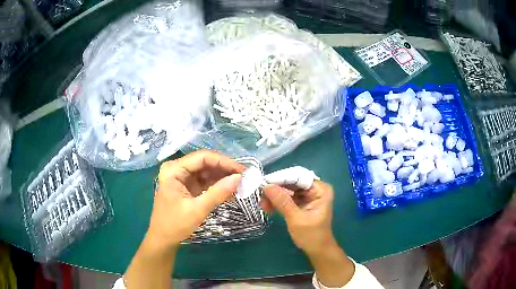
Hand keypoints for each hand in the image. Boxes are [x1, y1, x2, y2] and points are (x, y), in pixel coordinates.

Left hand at [144, 150, 244, 252]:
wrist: (163, 239)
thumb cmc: (175, 225)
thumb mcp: (197, 209)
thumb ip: (218, 193)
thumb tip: (239, 178)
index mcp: (174, 169)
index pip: (202, 157)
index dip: (224, 162)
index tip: (242, 171)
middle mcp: (177, 168)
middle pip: (205, 162)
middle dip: (224, 169)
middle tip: (244, 177)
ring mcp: (182, 177)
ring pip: (206, 171)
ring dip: (222, 176)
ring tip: (240, 183)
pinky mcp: (187, 186)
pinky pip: (204, 181)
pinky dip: (217, 184)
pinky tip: (230, 188)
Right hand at [263, 181, 335, 254]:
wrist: (317, 250)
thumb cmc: (311, 236)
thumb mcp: (296, 219)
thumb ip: (282, 202)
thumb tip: (266, 186)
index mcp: (320, 189)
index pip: (298, 177)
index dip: (281, 179)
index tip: (263, 183)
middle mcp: (316, 188)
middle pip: (292, 182)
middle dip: (276, 188)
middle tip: (260, 195)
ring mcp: (309, 195)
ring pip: (288, 189)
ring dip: (275, 196)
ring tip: (262, 204)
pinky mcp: (302, 202)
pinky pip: (288, 197)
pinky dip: (278, 201)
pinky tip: (268, 207)